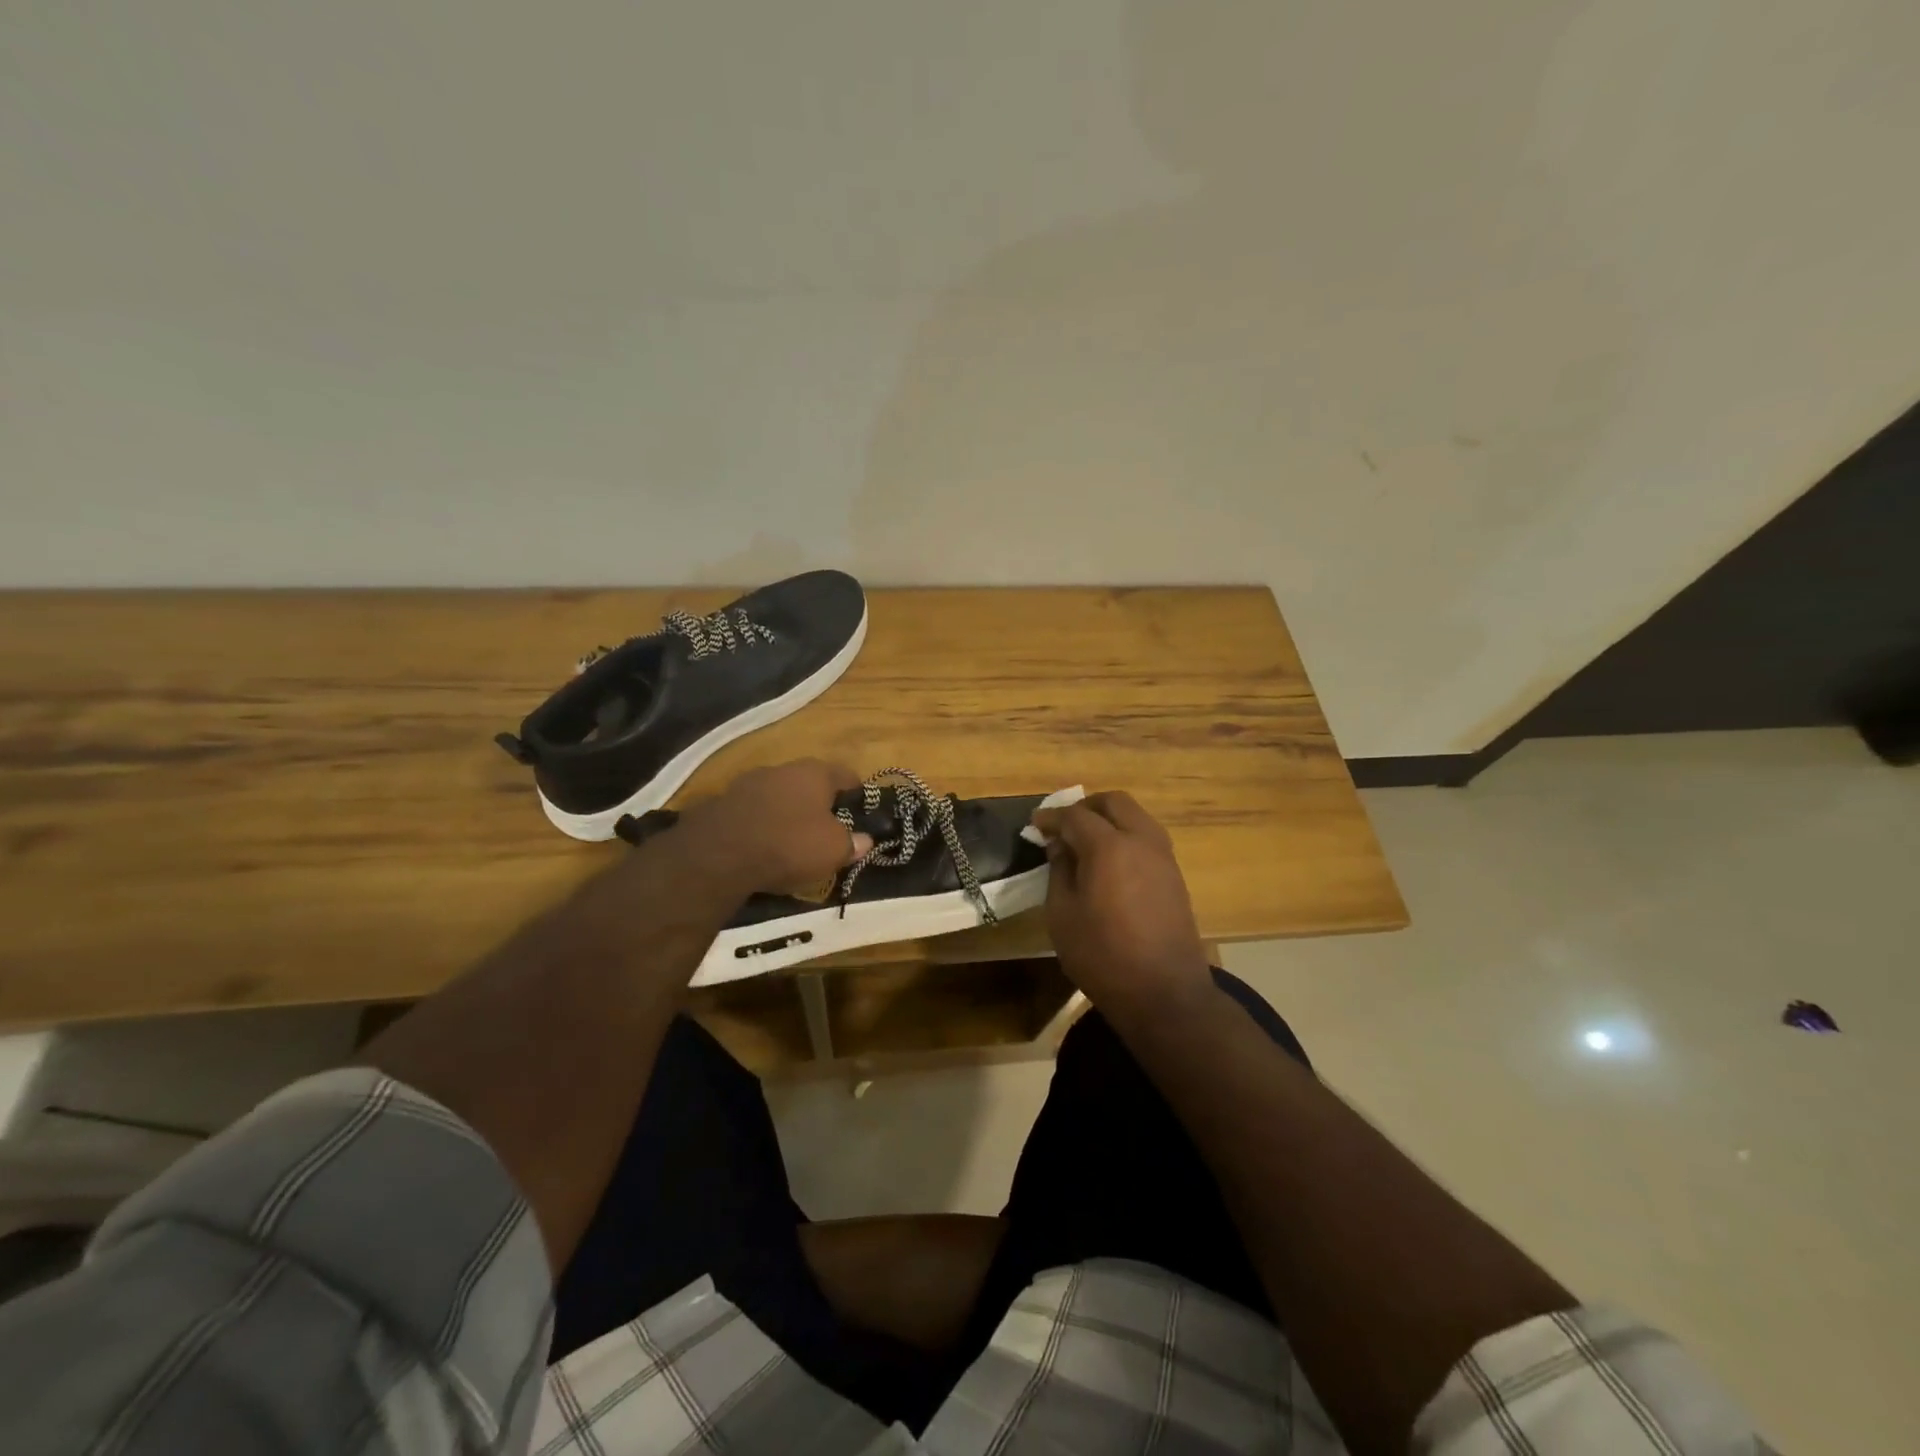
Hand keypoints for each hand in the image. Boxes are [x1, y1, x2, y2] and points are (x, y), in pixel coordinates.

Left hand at [676, 759, 873, 894]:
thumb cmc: (789, 844)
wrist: (719, 855)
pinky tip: (762, 846)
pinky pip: (753, 811)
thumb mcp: (834, 850)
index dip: (858, 794)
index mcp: (815, 772)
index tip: (861, 814)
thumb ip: (853, 843)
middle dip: (819, 804)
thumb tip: (865, 840)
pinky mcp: (723, 802)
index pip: (846, 775)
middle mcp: (783, 768)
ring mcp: (749, 782)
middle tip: (827, 830)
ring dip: (788, 812)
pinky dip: (762, 824)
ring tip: (792, 840)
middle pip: (810, 783)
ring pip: (779, 795)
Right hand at [1030, 792, 1213, 1022]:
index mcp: (1109, 847)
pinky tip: (1109, 863)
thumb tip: (1061, 847)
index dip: (1052, 817)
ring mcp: (1163, 857)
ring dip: (1109, 820)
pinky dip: (1125, 837)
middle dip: (1086, 806)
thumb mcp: (1062, 915)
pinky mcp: (1174, 876)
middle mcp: (1141, 841)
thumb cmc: (1103, 956)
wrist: (1165, 994)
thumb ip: (1059, 871)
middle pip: (1114, 802)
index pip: (1076, 816)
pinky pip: (1147, 839)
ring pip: (1136, 817)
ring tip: (1085, 844)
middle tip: (1064, 826)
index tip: (1035, 825)